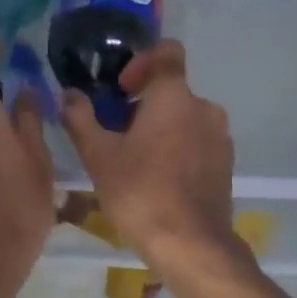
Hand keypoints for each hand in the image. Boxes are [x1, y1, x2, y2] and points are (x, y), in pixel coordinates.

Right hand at [59, 40, 237, 269]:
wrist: (191, 245)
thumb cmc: (140, 192)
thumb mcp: (98, 156)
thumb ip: (81, 118)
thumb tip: (69, 95)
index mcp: (174, 96)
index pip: (167, 52)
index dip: (142, 61)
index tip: (121, 89)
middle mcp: (203, 107)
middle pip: (172, 89)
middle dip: (144, 103)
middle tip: (117, 133)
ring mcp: (220, 136)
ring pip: (185, 117)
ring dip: (161, 127)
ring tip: (136, 160)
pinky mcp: (226, 162)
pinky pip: (198, 140)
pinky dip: (179, 148)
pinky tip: (160, 179)